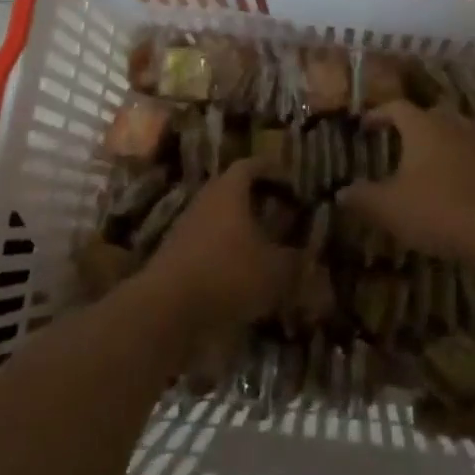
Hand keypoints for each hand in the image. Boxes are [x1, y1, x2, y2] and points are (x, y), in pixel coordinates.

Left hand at [138, 161, 298, 334]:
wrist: (166, 309)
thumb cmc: (227, 274)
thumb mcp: (275, 270)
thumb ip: (296, 260)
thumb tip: (308, 255)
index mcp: (229, 191)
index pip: (250, 165)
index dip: (271, 169)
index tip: (289, 179)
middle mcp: (205, 201)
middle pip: (231, 191)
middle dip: (257, 200)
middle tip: (280, 211)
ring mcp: (185, 228)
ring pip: (218, 218)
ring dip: (240, 228)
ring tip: (264, 245)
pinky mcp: (175, 256)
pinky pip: (207, 244)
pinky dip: (225, 252)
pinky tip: (241, 273)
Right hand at [340, 102, 474, 260]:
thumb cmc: (435, 208)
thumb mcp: (388, 207)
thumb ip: (362, 196)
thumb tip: (342, 192)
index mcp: (422, 127)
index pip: (397, 107)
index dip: (378, 114)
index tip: (364, 126)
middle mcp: (450, 129)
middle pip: (428, 117)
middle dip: (409, 126)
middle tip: (393, 140)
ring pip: (451, 136)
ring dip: (435, 145)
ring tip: (419, 163)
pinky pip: (467, 159)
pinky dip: (454, 166)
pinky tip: (446, 186)